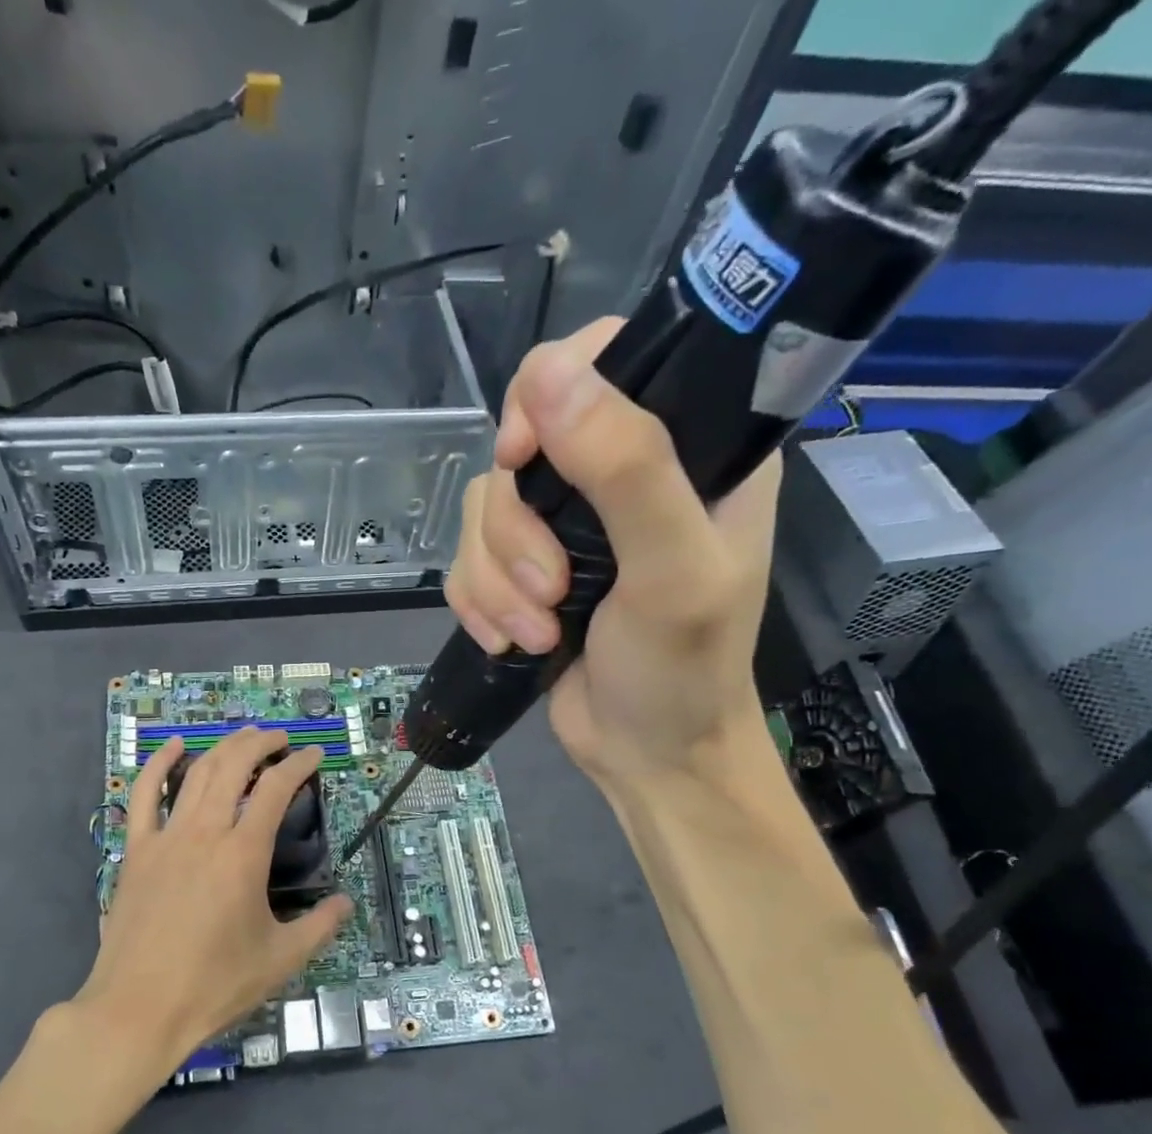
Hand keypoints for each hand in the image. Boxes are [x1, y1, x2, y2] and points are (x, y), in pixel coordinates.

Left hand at [74, 727, 352, 1076]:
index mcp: (243, 854)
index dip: (299, 765)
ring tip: (243, 737)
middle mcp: (205, 832)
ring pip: (195, 774)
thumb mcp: (280, 960)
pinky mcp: (137, 851)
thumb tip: (346, 903)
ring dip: (222, 748)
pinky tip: (173, 746)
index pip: (276, 789)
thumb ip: (319, 927)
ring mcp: (165, 838)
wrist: (139, 1009)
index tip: (314, 755)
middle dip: (260, 743)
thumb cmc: (214, 986)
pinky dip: (159, 764)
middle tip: (280, 738)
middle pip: (233, 766)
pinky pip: (144, 795)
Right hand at [444, 317, 781, 792]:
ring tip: (537, 633)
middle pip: (520, 447)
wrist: (646, 755)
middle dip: (518, 533)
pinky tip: (511, 641)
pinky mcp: (523, 571)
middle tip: (553, 592)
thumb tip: (547, 376)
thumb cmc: (682, 668)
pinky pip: (467, 560)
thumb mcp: (672, 569)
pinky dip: (478, 603)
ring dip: (498, 582)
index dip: (546, 396)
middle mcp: (619, 473)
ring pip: (484, 510)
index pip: (601, 360)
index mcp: (685, 446)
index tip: (523, 458)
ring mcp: (564, 526)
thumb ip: (626, 468)